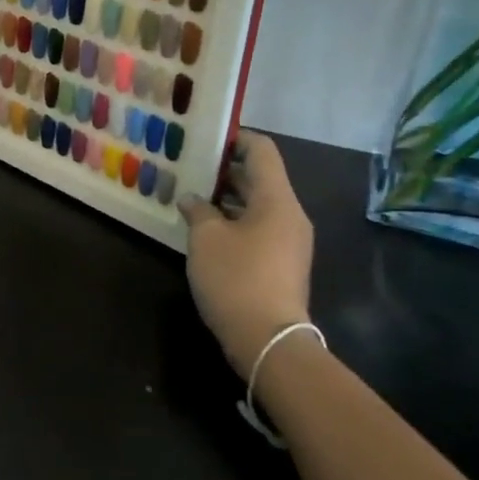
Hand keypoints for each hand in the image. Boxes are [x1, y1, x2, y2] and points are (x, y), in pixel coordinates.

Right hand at [178, 131, 315, 380]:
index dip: (235, 138)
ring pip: (258, 205)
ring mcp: (289, 241)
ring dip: (227, 199)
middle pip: (260, 178)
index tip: (204, 140)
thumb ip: (198, 210)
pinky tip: (206, 231)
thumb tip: (193, 199)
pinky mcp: (282, 264)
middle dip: (224, 171)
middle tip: (189, 168)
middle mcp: (289, 214)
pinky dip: (235, 222)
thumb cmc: (236, 279)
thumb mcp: (206, 239)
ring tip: (191, 198)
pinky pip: (259, 228)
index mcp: (276, 199)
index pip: (262, 150)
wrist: (269, 341)